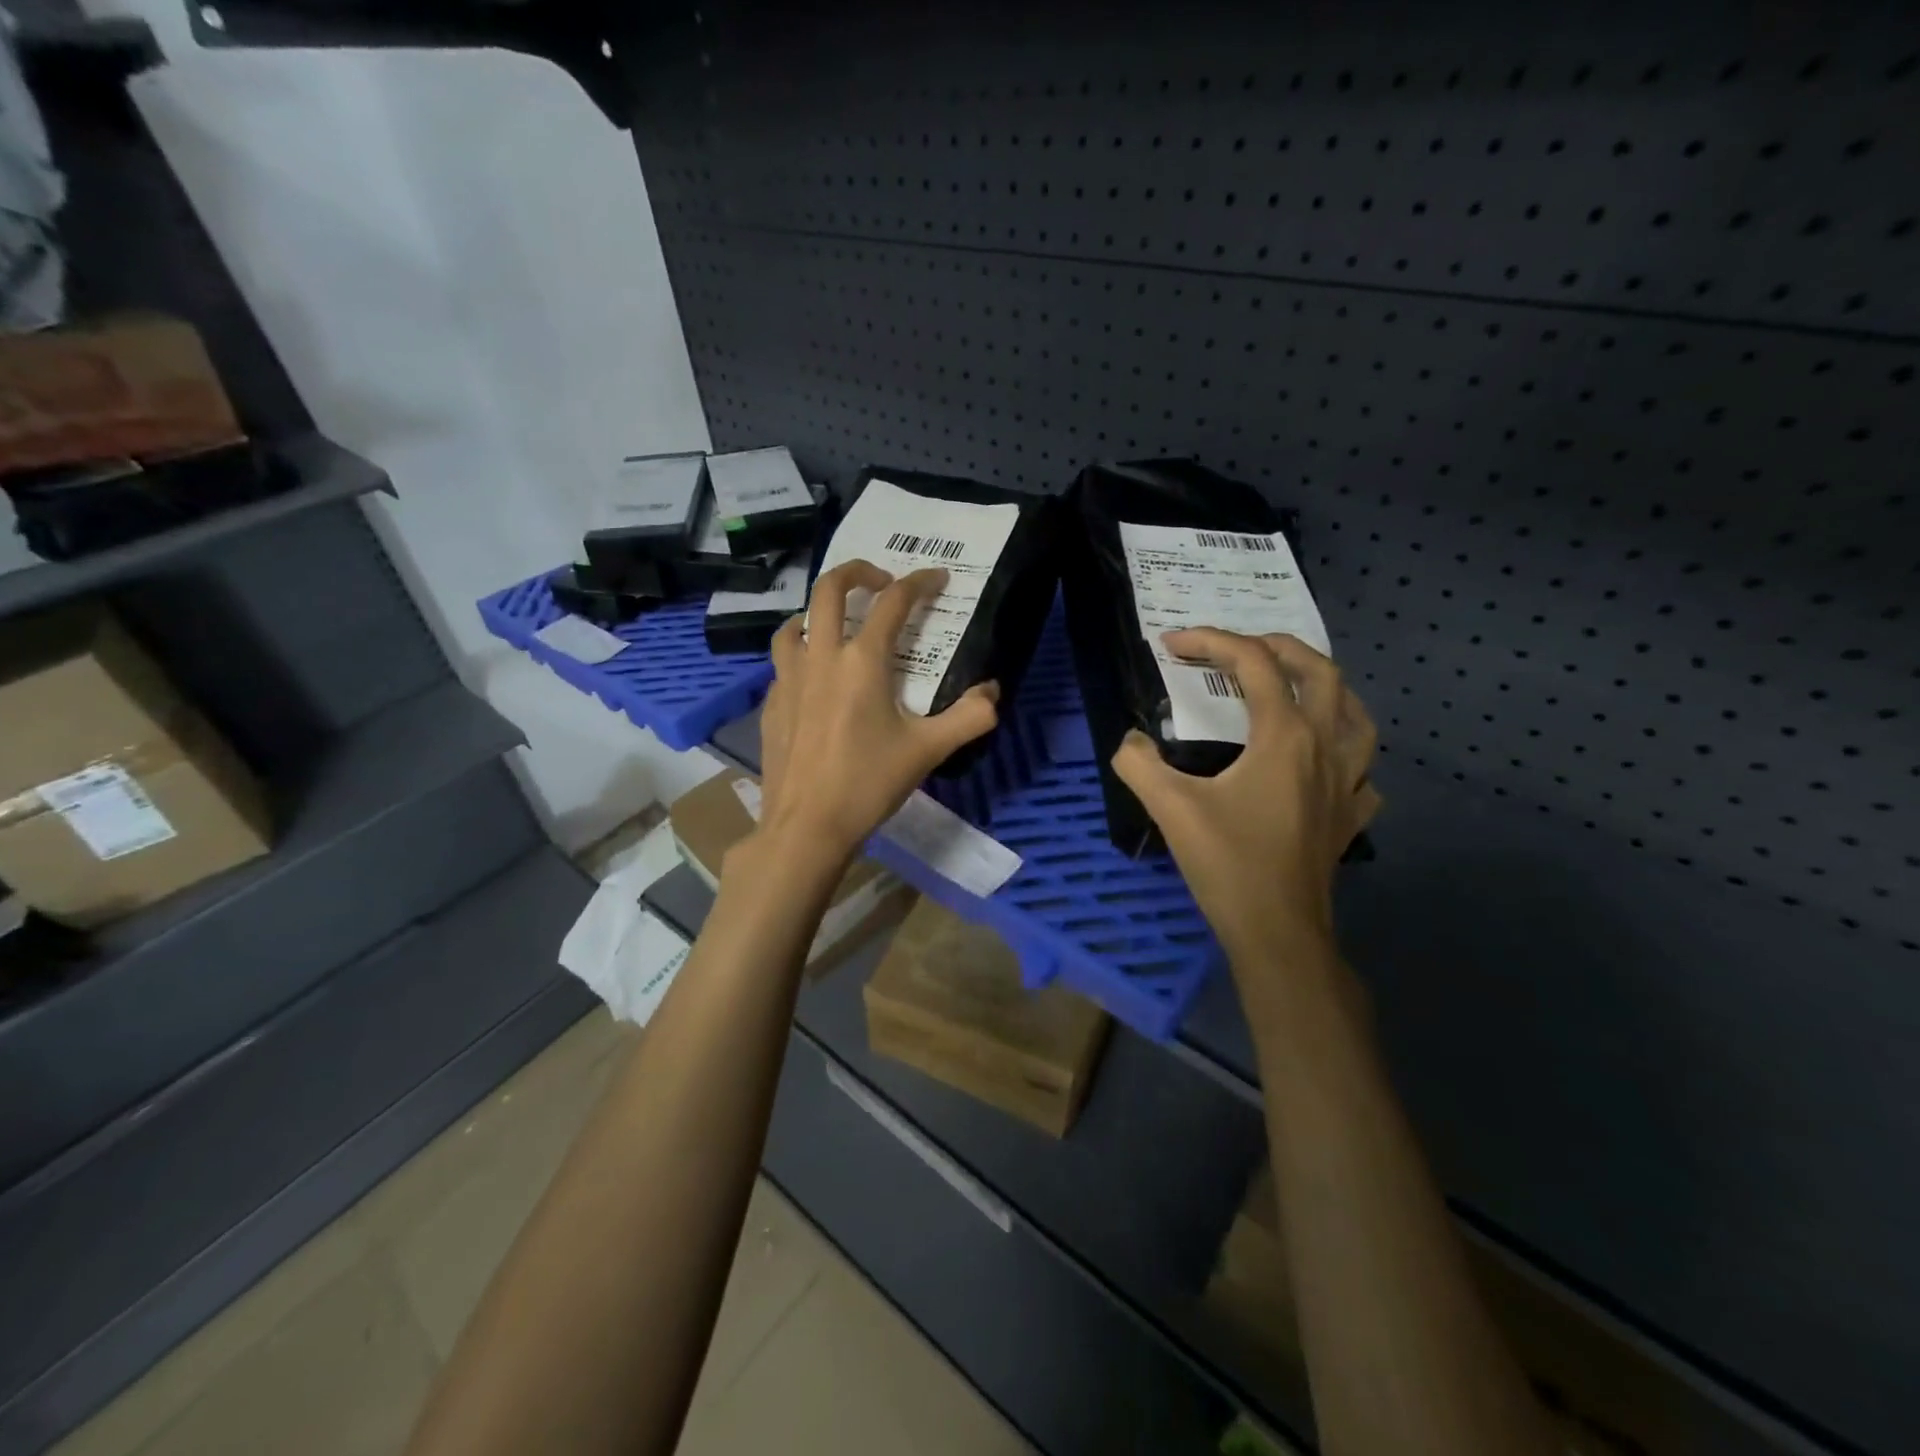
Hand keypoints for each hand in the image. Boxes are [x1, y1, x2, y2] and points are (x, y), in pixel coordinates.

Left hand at [755, 560, 999, 862]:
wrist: (807, 826)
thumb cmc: (868, 784)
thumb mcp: (928, 751)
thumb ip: (969, 718)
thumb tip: (993, 693)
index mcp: (862, 662)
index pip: (893, 603)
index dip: (919, 582)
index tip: (937, 578)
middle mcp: (820, 658)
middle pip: (828, 590)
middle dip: (856, 571)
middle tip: (880, 580)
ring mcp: (788, 679)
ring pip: (794, 623)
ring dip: (817, 611)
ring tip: (836, 623)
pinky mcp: (771, 704)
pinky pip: (782, 663)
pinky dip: (800, 655)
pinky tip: (813, 679)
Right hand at [1113, 629, 1379, 971]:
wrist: (1277, 931)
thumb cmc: (1228, 863)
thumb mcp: (1170, 808)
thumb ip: (1139, 763)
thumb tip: (1129, 741)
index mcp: (1285, 736)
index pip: (1254, 664)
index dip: (1212, 641)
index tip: (1173, 644)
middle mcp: (1325, 747)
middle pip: (1321, 672)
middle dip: (1278, 647)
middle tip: (1239, 649)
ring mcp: (1347, 783)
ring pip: (1356, 715)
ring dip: (1325, 689)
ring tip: (1294, 689)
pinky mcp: (1350, 817)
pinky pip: (1361, 770)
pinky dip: (1343, 753)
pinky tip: (1323, 764)